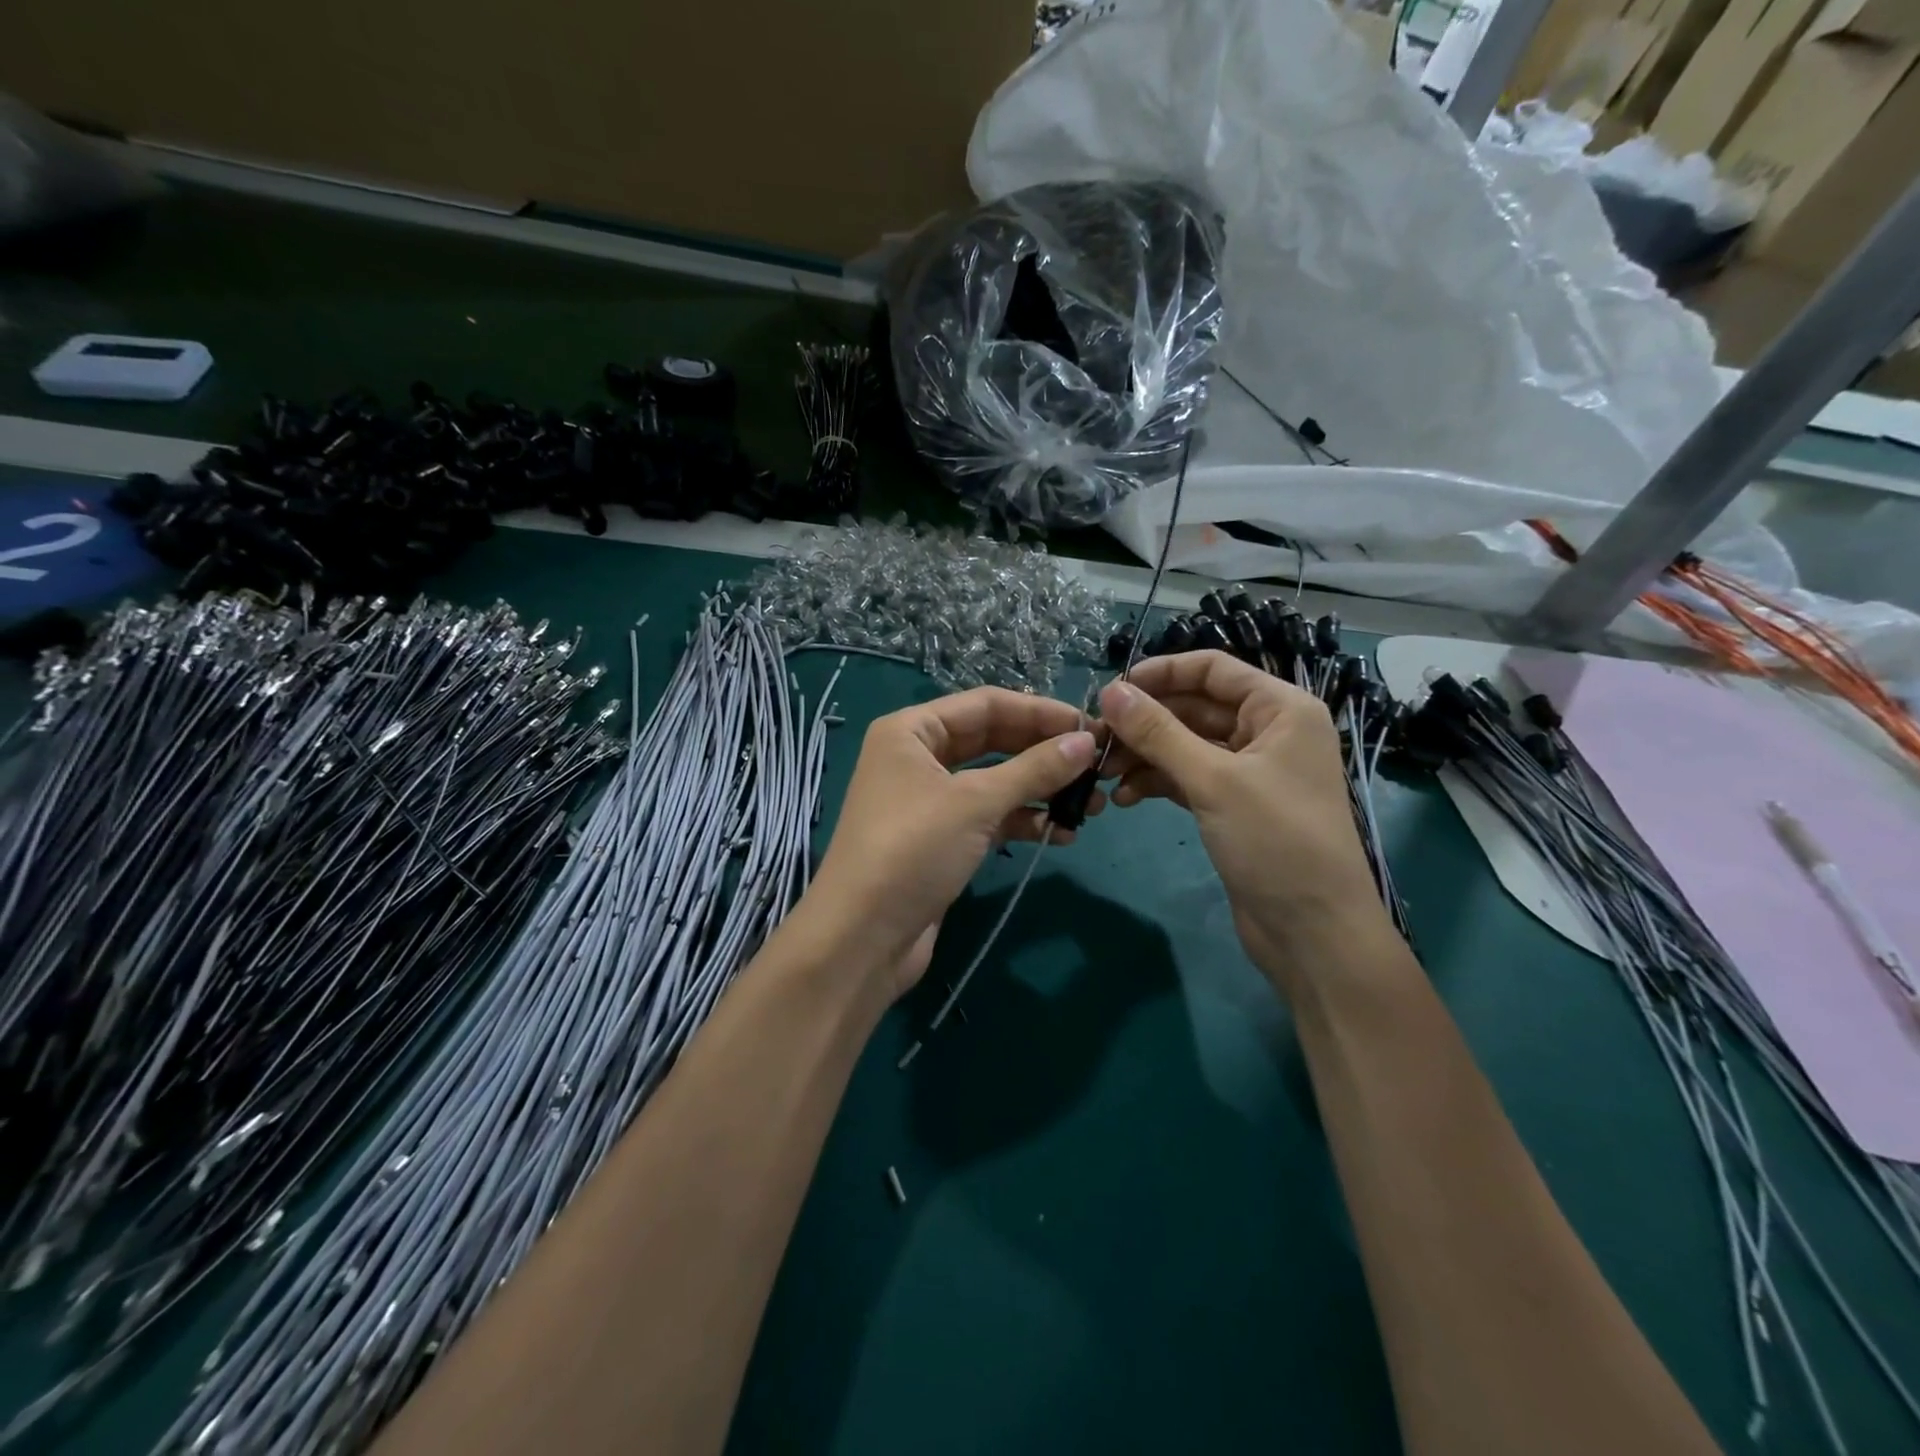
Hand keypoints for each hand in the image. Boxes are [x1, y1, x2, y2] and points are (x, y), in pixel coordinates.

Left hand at [806, 688, 1099, 996]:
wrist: (862, 938)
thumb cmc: (912, 851)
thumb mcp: (975, 802)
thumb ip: (1034, 769)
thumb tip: (1086, 741)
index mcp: (912, 730)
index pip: (986, 704)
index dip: (1040, 712)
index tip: (1090, 727)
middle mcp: (918, 757)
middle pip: (993, 740)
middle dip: (1044, 753)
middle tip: (1098, 766)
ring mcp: (929, 801)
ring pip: (994, 781)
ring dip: (1040, 790)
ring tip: (1091, 805)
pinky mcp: (942, 840)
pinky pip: (989, 817)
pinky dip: (1022, 821)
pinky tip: (1061, 833)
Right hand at [1097, 651, 1386, 991]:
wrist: (1313, 932)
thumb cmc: (1276, 841)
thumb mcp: (1213, 780)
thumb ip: (1158, 732)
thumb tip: (1110, 690)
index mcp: (1280, 709)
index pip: (1213, 669)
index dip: (1162, 672)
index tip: (1112, 688)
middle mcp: (1268, 732)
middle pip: (1195, 707)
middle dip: (1146, 721)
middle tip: (1096, 737)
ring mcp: (1250, 771)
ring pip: (1186, 745)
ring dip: (1145, 755)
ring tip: (1102, 773)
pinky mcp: (1233, 806)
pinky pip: (1187, 778)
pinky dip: (1157, 783)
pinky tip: (1124, 798)